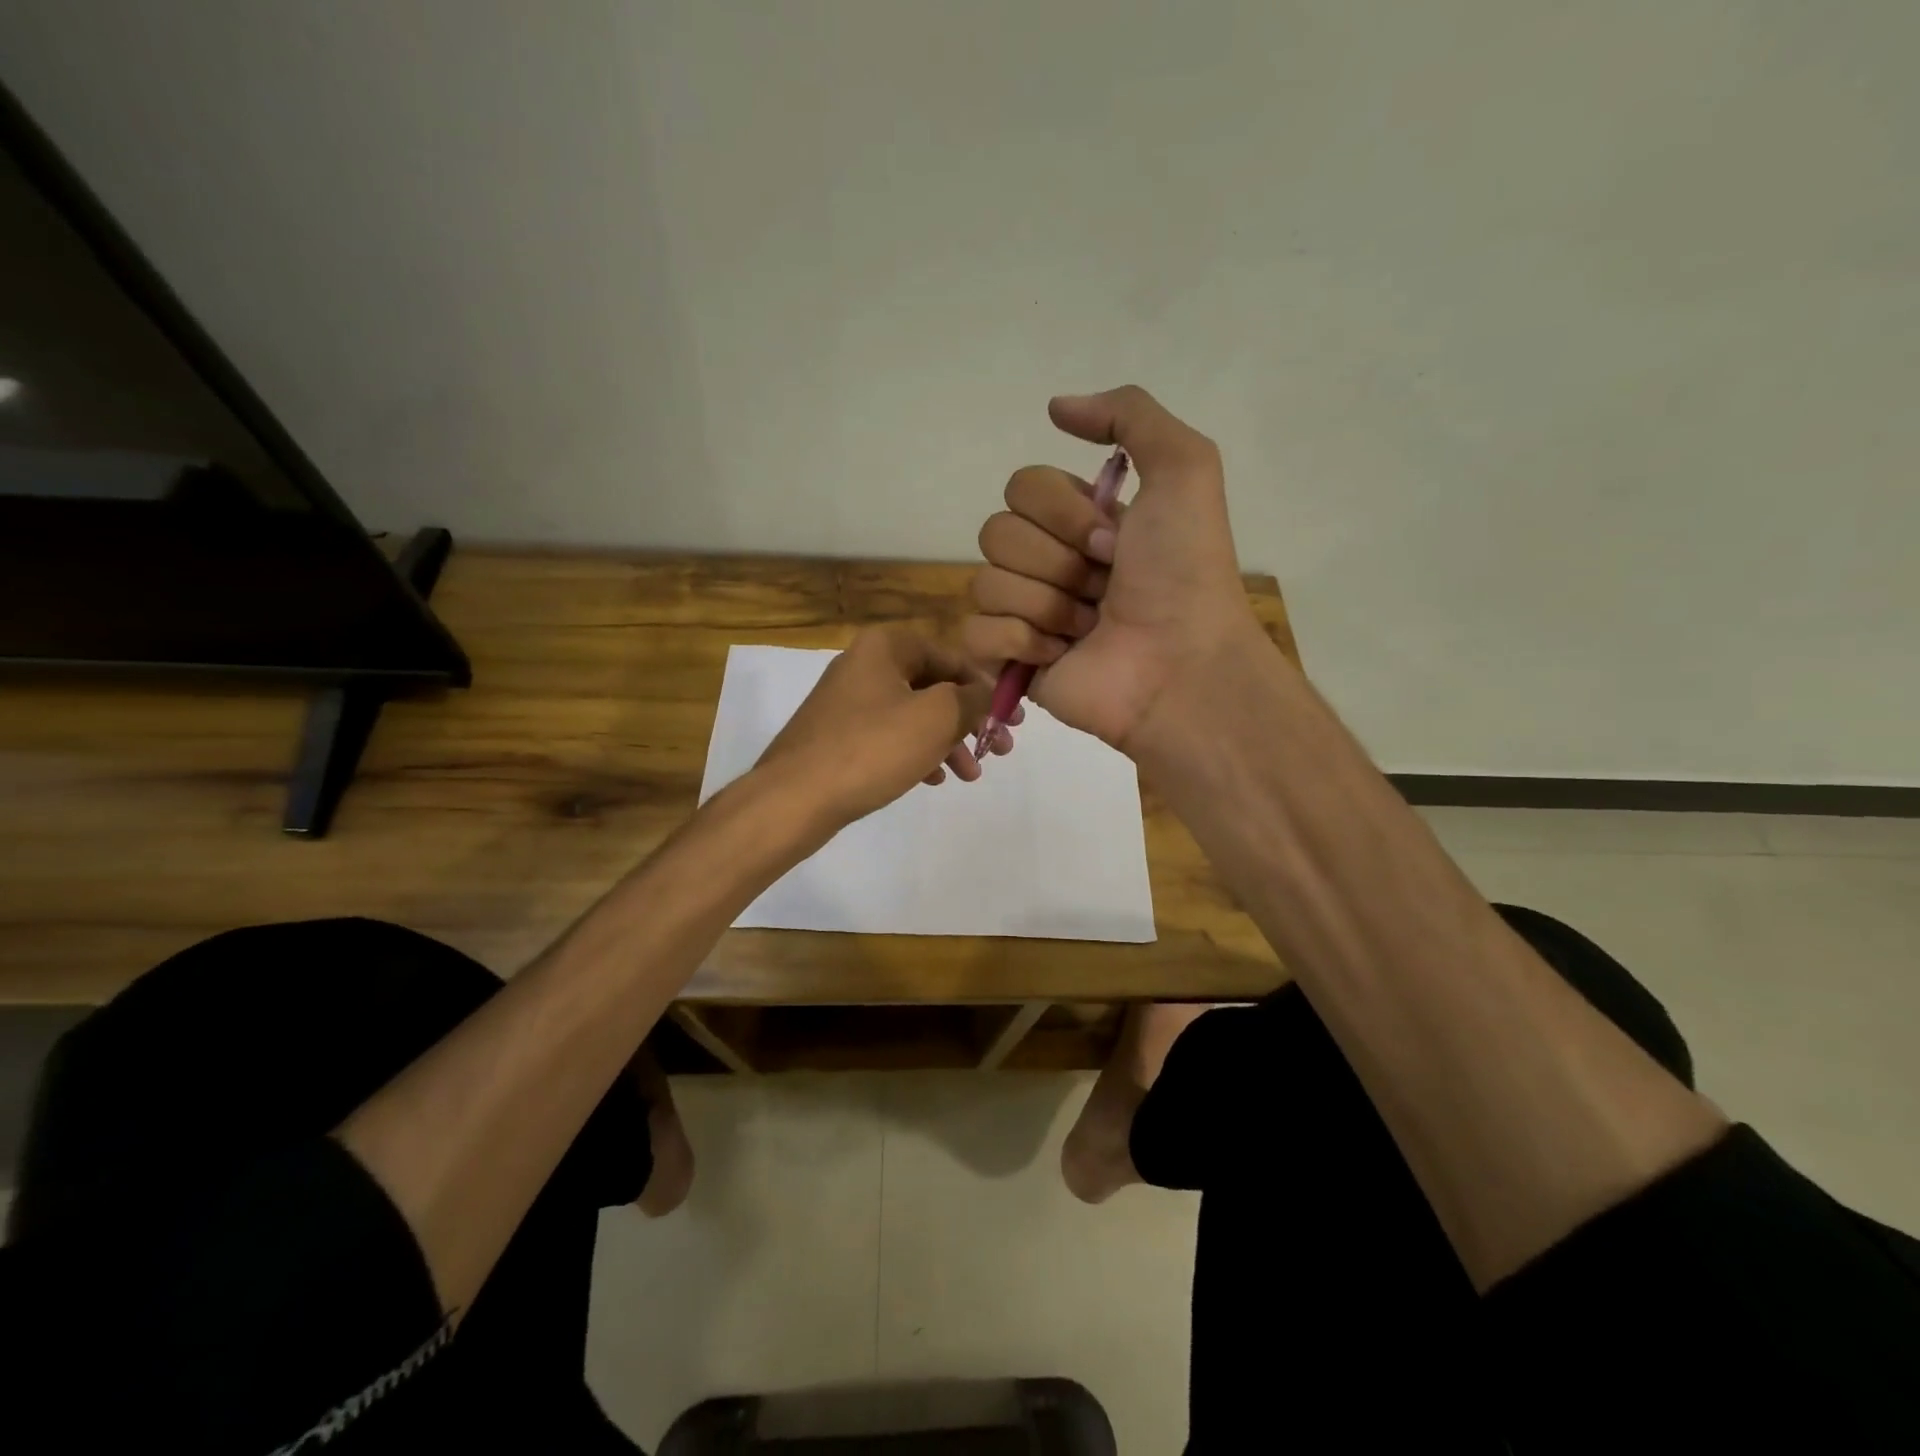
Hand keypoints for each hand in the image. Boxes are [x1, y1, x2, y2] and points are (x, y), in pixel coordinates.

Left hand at [753, 625, 994, 828]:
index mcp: (886, 646)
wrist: (795, 798)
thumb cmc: (872, 748)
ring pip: (914, 715)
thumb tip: (990, 691)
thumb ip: (973, 698)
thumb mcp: (936, 717)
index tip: (1014, 719)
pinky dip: (917, 753)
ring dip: (948, 741)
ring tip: (971, 774)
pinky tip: (934, 779)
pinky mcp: (838, 736)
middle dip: (971, 720)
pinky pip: (890, 737)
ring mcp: (848, 702)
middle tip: (1001, 748)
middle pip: (934, 686)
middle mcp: (865, 665)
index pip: (953, 657)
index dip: (988, 687)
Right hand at [964, 386, 1262, 754]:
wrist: (1180, 665)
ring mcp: (1026, 614)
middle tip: (1103, 588)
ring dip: (1046, 604)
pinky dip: (1018, 642)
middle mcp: (1048, 562)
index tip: (1114, 542)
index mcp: (1078, 521)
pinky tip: (1059, 655)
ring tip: (1089, 628)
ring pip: (986, 583)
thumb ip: (1129, 415)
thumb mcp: (1185, 469)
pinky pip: (974, 632)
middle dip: (1056, 561)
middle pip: (995, 532)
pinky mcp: (1010, 661)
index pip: (1021, 486)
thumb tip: (1055, 407)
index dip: (1063, 512)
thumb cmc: (1184, 573)